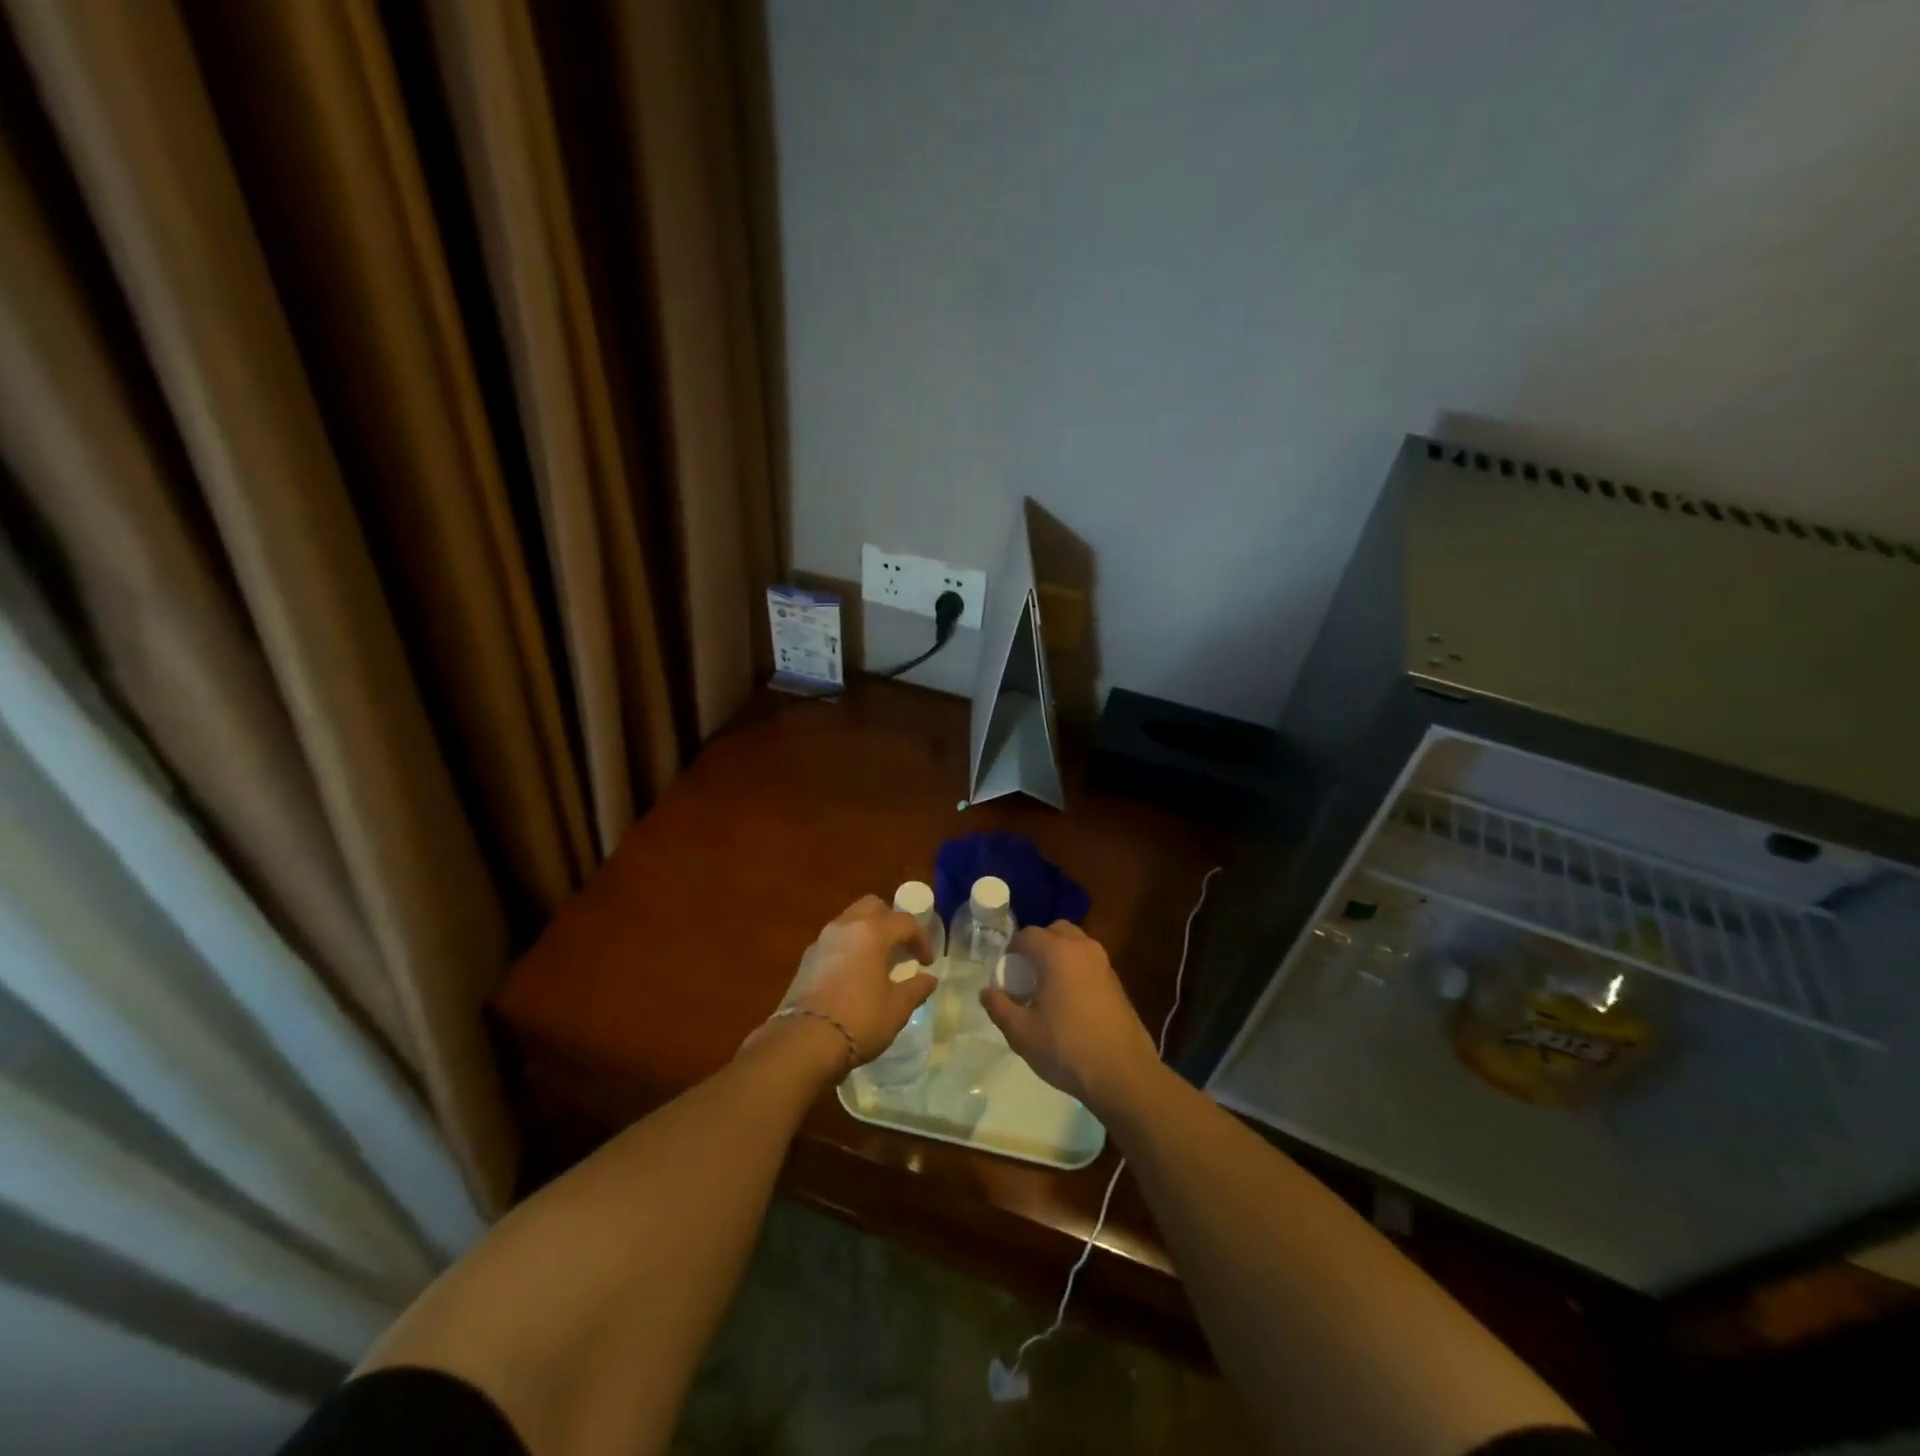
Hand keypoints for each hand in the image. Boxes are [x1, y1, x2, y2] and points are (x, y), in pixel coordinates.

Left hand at [785, 896, 935, 1063]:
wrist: (804, 1042)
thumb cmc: (859, 1019)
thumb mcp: (897, 1008)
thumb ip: (916, 988)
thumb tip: (929, 979)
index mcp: (872, 932)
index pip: (905, 922)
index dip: (921, 940)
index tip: (926, 963)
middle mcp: (846, 926)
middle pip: (873, 906)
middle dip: (891, 921)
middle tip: (900, 947)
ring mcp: (822, 940)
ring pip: (850, 920)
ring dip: (868, 932)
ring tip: (877, 961)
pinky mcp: (806, 959)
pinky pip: (834, 941)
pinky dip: (848, 947)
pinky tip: (853, 974)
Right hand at [979, 921, 1161, 1114]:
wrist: (1123, 1074)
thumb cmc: (1066, 1048)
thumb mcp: (1021, 1032)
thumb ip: (999, 1007)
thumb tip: (987, 991)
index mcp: (1058, 952)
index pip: (1027, 935)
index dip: (1012, 951)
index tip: (1005, 975)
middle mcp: (1083, 948)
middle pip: (1055, 931)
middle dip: (1037, 946)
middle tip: (1026, 975)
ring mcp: (1104, 964)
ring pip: (1075, 945)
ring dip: (1058, 956)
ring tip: (1047, 989)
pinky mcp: (1117, 982)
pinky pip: (1089, 962)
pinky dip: (1075, 969)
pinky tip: (1069, 1003)